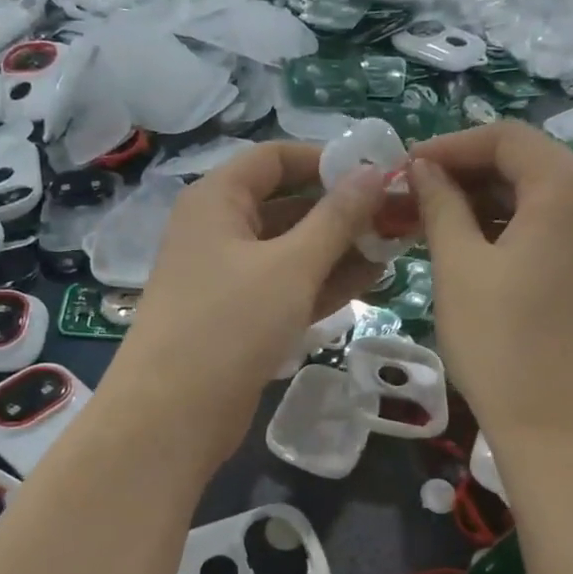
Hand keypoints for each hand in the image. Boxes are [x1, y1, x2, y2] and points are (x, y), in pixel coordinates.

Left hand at [108, 142, 394, 465]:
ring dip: (341, 247)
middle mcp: (220, 231)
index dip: (325, 159)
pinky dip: (325, 281)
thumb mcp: (291, 265)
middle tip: (399, 213)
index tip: (376, 171)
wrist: (174, 415)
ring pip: (292, 250)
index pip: (275, 158)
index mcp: (217, 200)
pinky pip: (288, 286)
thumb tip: (371, 173)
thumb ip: (337, 218)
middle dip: (342, 209)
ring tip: (396, 245)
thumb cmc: (230, 323)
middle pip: (287, 204)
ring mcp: (230, 278)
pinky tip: (372, 279)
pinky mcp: (242, 318)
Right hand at [408, 122, 572, 447]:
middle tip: (415, 196)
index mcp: (568, 190)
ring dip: (487, 201)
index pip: (506, 138)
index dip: (451, 145)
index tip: (406, 168)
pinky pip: (555, 229)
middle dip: (467, 173)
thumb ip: (440, 205)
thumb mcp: (458, 266)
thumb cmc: (499, 342)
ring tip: (436, 223)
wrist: (556, 428)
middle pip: (528, 163)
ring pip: (541, 197)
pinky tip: (474, 248)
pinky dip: (513, 228)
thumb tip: (424, 169)